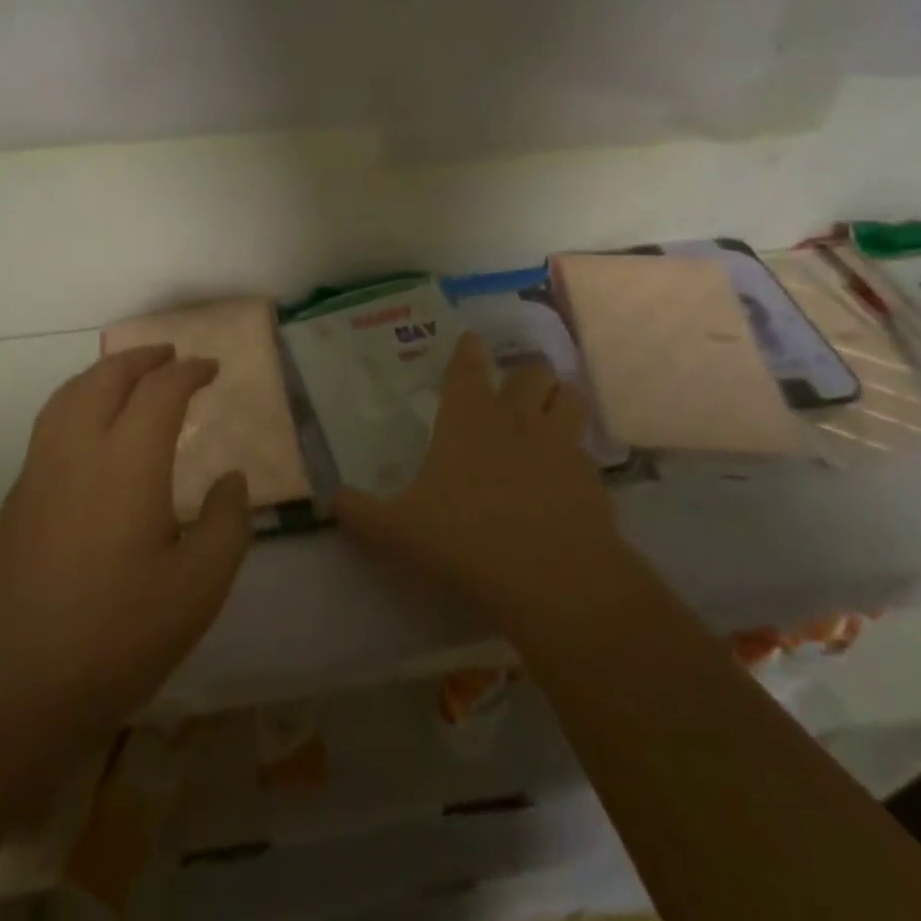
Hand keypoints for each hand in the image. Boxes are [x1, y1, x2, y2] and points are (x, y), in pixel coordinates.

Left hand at [0, 347, 251, 758]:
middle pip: (107, 377)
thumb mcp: (197, 591)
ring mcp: (39, 472)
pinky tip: (93, 433)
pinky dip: (79, 402)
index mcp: (127, 461)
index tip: (211, 369)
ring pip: (70, 394)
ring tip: (130, 378)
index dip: (189, 371)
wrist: (2, 691)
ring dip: (105, 373)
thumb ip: (226, 525)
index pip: (160, 391)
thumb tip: (230, 481)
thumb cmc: (112, 638)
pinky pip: (52, 423)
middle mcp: (78, 450)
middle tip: (171, 356)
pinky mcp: (16, 500)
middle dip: (142, 358)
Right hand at [335, 333, 619, 628]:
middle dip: (523, 372)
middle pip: (530, 372)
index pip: (468, 368)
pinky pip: (586, 447)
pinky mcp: (592, 478)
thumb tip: (328, 499)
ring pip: (569, 396)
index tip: (471, 339)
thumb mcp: (398, 531)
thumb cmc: (467, 541)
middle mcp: (517, 420)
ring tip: (549, 410)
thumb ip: (360, 513)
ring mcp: (560, 445)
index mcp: (468, 420)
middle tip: (514, 385)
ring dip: (559, 398)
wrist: (555, 581)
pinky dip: (577, 450)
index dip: (468, 350)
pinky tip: (566, 472)